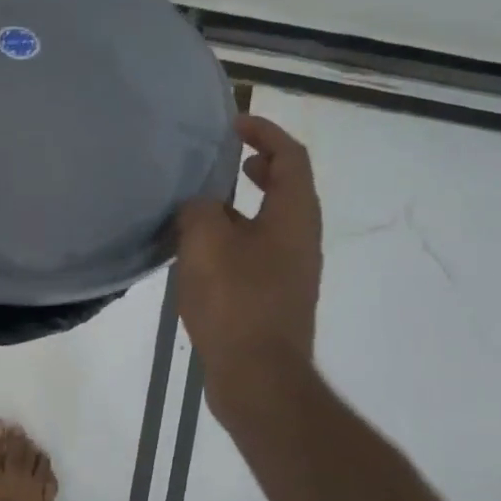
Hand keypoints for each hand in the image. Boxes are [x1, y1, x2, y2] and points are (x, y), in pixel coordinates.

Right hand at [175, 113, 322, 417]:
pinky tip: (202, 251)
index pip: (291, 157)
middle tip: (227, 159)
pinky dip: (236, 235)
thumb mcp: (205, 243)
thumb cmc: (235, 302)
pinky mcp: (275, 297)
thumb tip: (199, 207)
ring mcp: (291, 271)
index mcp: (292, 217)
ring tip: (205, 204)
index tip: (234, 123)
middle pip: (289, 188)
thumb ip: (199, 210)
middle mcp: (301, 239)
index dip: (266, 132)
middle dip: (261, 166)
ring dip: (245, 204)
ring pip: (272, 221)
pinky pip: (259, 250)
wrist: (258, 377)